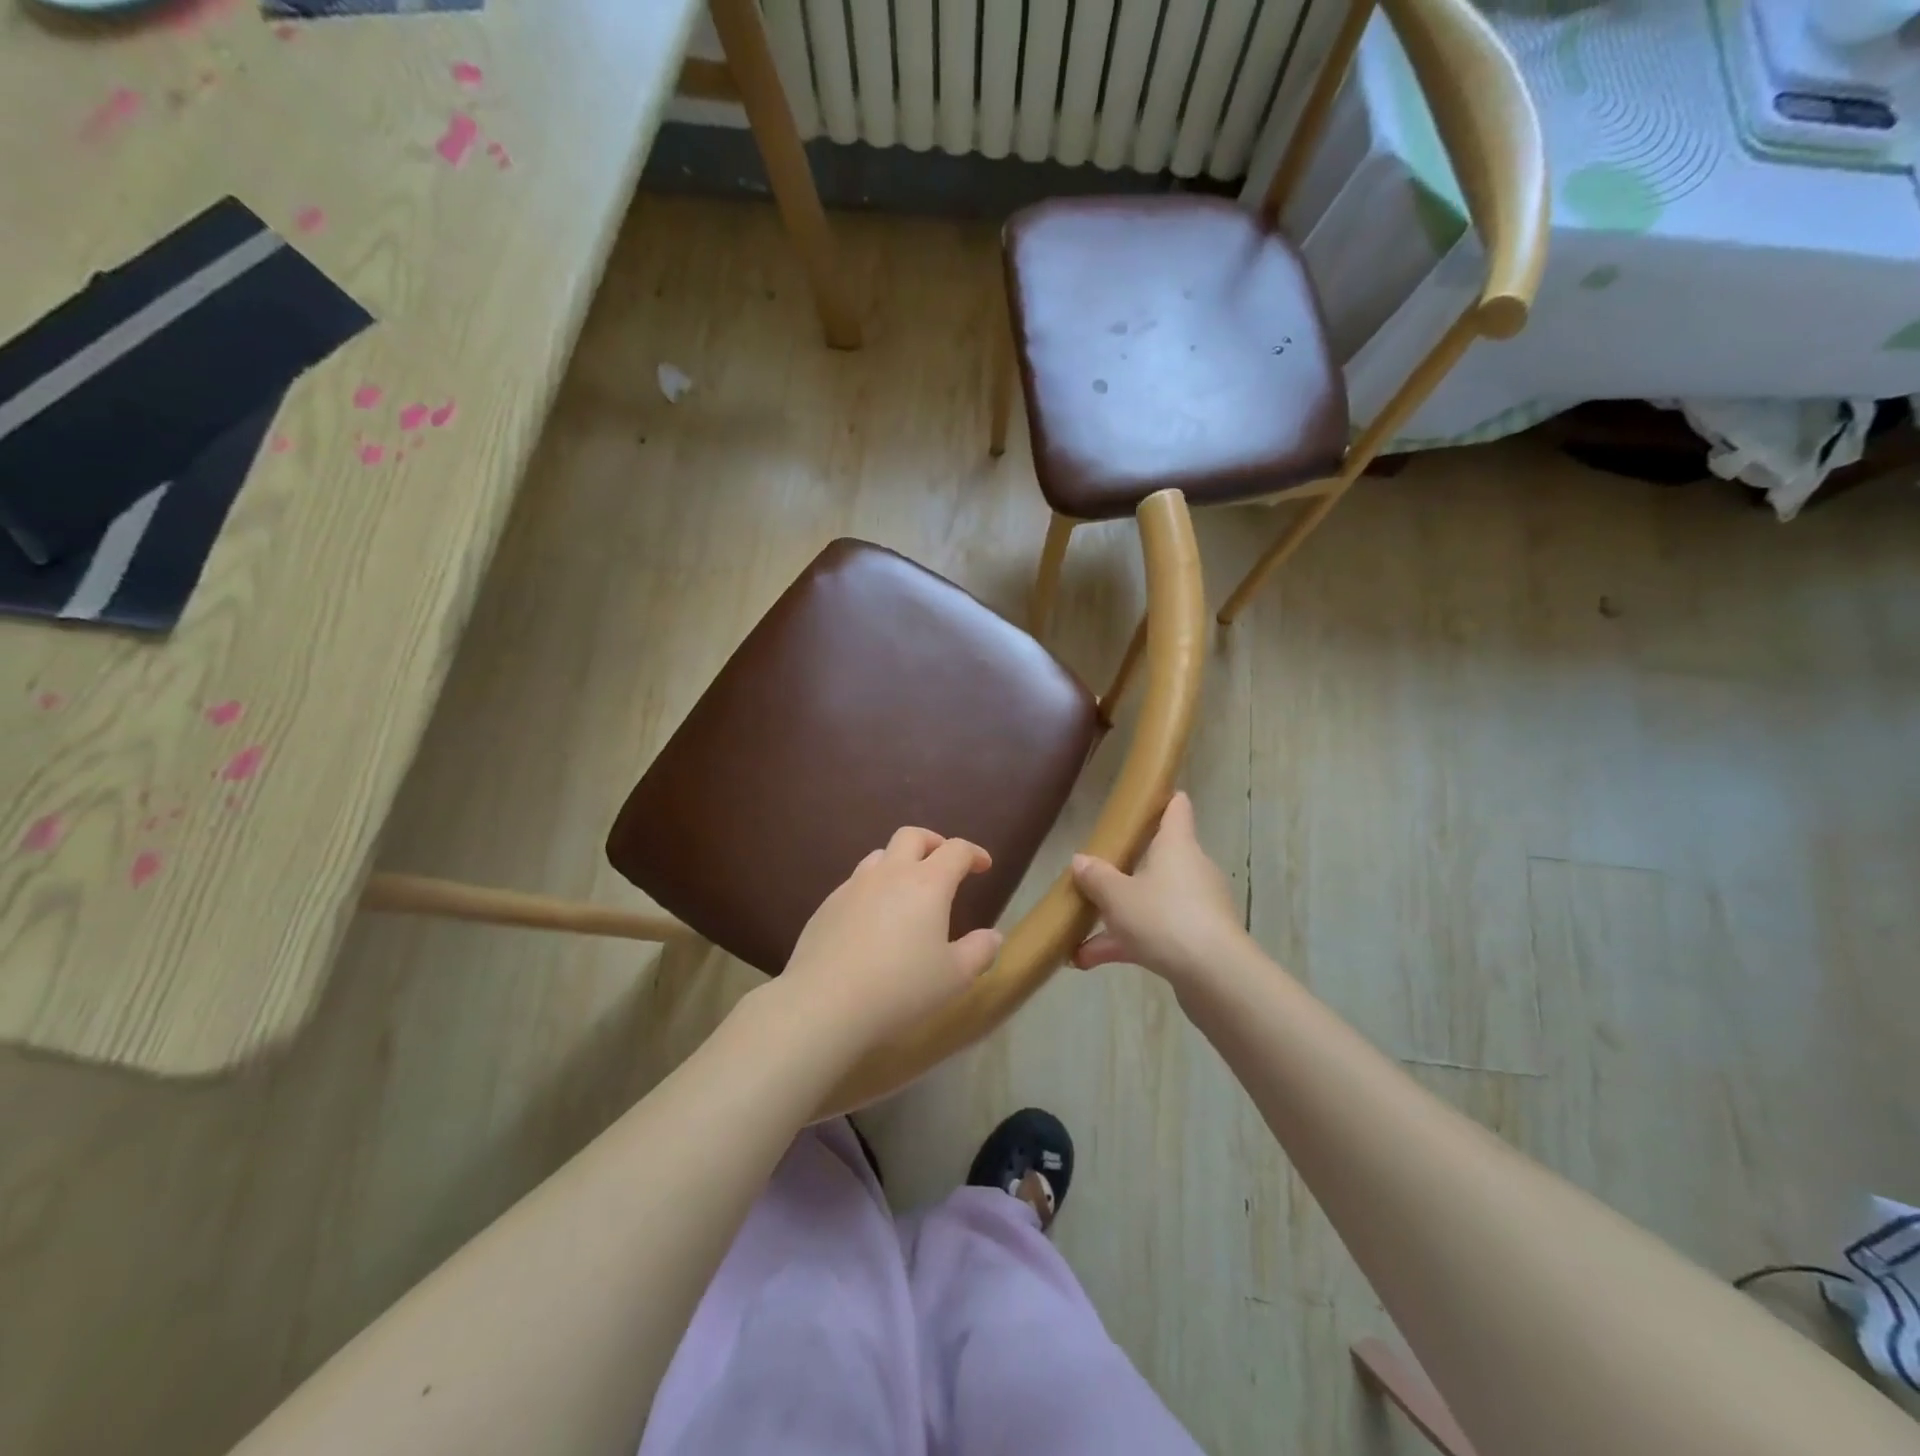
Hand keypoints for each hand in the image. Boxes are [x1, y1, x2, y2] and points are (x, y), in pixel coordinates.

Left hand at [775, 827, 1002, 1059]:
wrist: (824, 1003)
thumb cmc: (900, 988)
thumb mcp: (954, 977)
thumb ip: (979, 952)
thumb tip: (993, 936)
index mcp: (927, 883)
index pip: (956, 850)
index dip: (974, 853)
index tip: (983, 866)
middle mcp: (890, 873)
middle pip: (913, 836)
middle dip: (934, 842)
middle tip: (944, 863)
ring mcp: (853, 886)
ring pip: (880, 855)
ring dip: (899, 862)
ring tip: (907, 889)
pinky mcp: (827, 906)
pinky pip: (855, 883)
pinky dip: (872, 889)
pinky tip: (872, 920)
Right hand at [1071, 792, 1247, 987]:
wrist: (1215, 975)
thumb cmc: (1164, 918)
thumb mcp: (1117, 896)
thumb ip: (1096, 877)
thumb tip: (1080, 860)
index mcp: (1177, 846)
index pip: (1176, 810)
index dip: (1164, 800)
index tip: (1149, 796)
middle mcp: (1191, 870)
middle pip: (1158, 860)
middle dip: (1125, 872)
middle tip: (1096, 876)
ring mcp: (1197, 907)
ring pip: (1151, 903)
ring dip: (1118, 917)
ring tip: (1079, 938)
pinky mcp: (1198, 940)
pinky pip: (1156, 933)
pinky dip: (1127, 944)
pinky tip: (1088, 961)